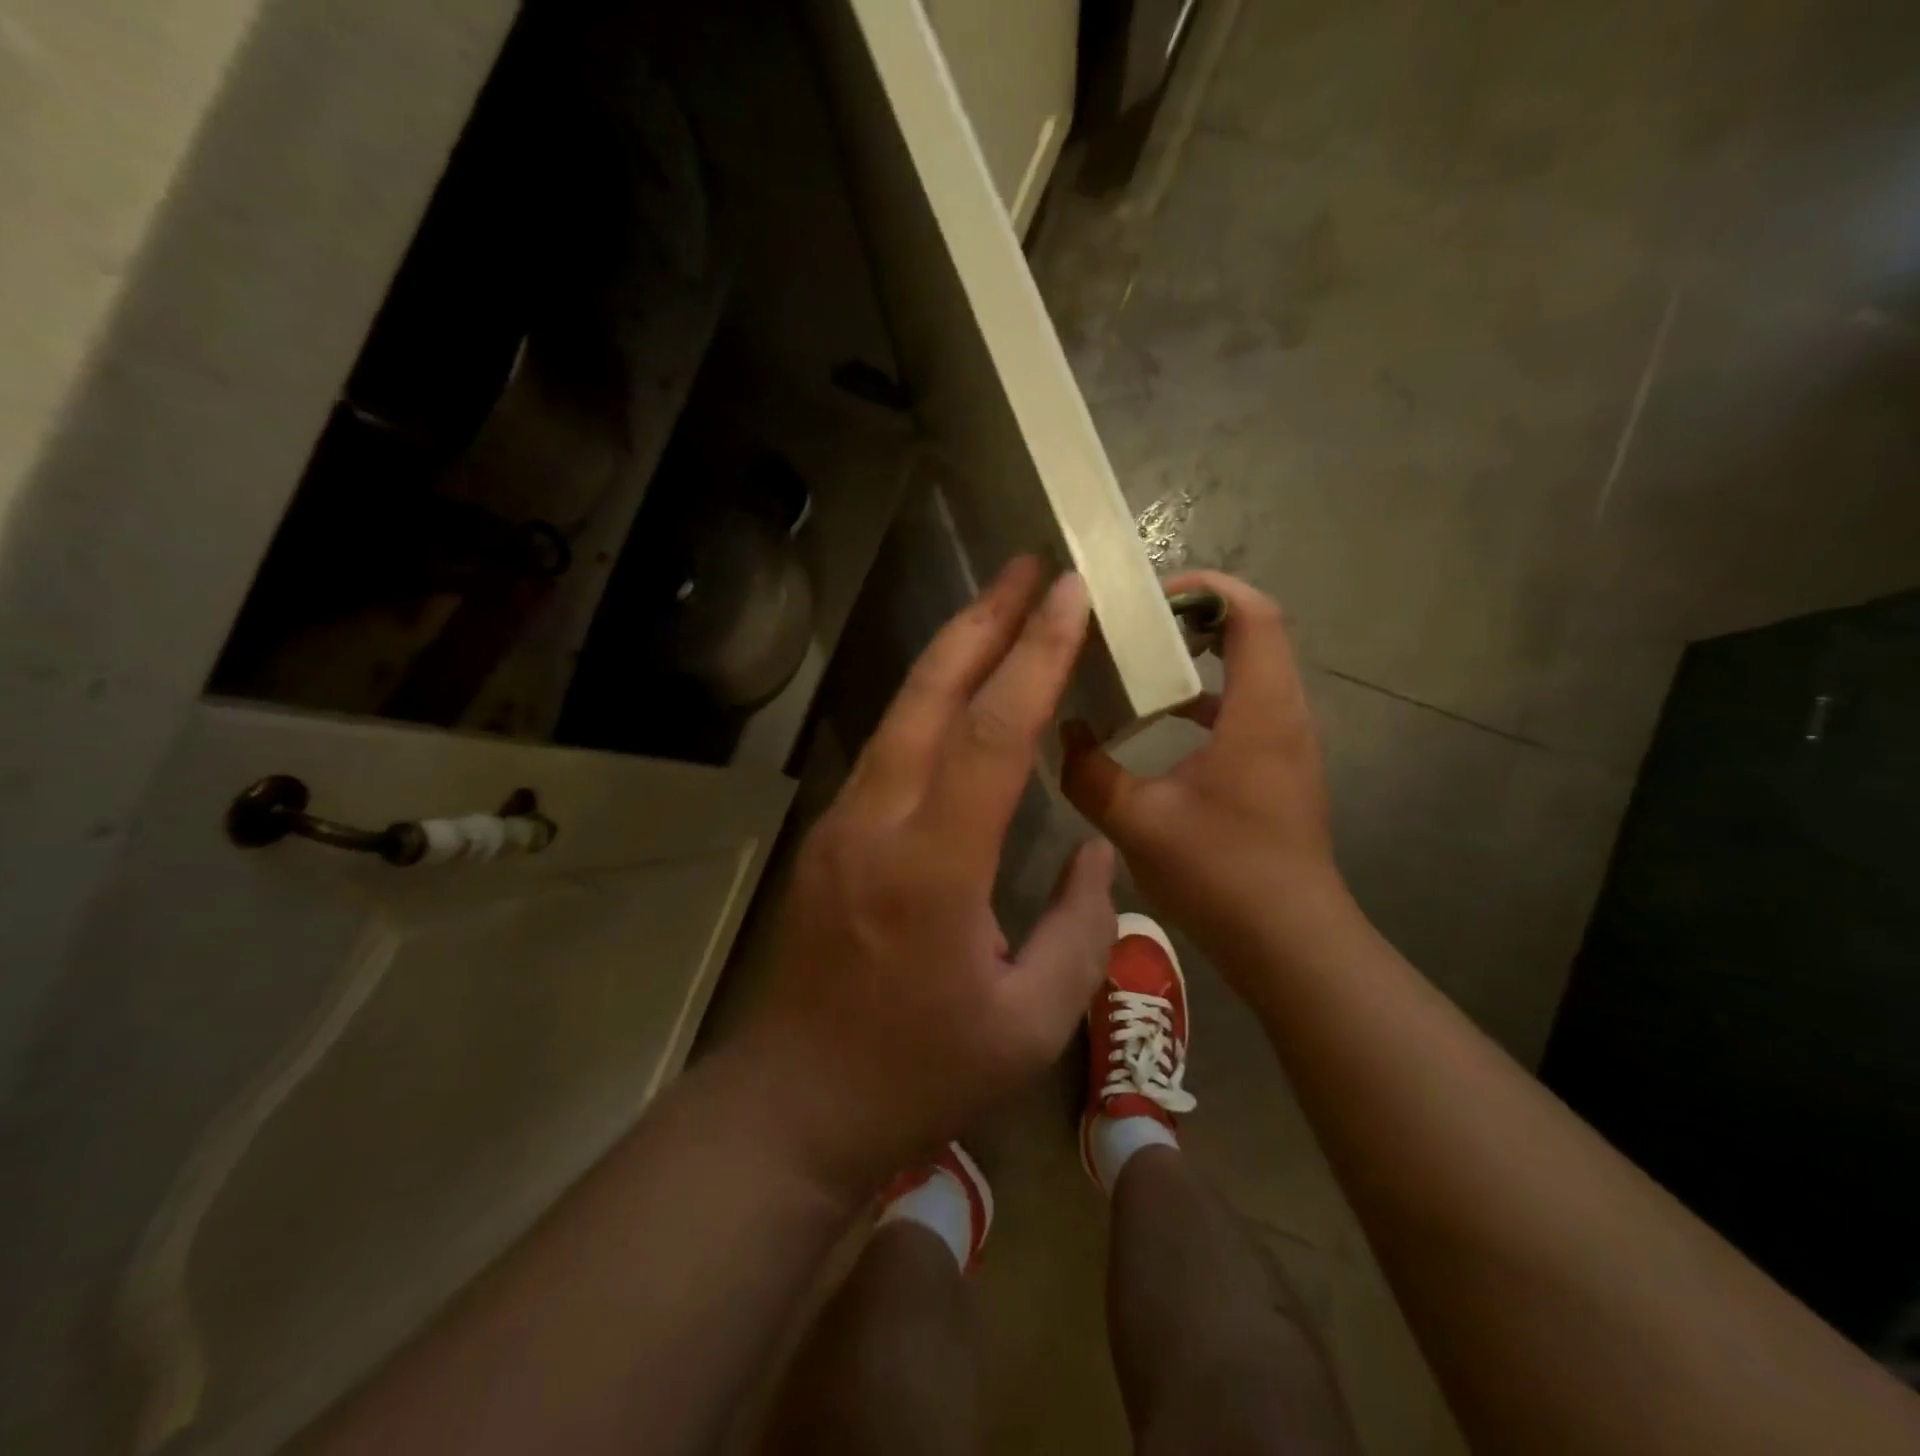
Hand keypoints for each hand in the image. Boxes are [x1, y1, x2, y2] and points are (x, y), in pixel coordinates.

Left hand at [741, 558, 1116, 1197]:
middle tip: (1028, 567)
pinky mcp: (829, 836)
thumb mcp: (1029, 1022)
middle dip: (982, 621)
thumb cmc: (919, 1074)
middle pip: (930, 697)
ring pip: (901, 714)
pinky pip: (888, 750)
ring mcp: (842, 825)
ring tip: (1000, 609)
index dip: (1034, 657)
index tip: (1068, 595)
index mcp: (932, 869)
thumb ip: (1080, 928)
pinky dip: (929, 705)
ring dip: (952, 654)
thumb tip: (1095, 849)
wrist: (795, 1103)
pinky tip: (959, 694)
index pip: (991, 736)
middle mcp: (877, 824)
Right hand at [1061, 571, 1353, 982]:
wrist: (1289, 941)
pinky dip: (1208, 693)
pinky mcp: (1280, 765)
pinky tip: (1161, 718)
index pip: (1253, 613)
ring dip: (1201, 652)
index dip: (1205, 588)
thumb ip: (1088, 772)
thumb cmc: (1220, 873)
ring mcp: (1287, 740)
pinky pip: (1247, 704)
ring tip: (1139, 658)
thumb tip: (1065, 733)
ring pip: (1252, 667)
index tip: (1146, 598)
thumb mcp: (1136, 821)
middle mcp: (1284, 713)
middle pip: (1254, 630)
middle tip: (1131, 624)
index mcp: (1259, 711)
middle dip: (1193, 614)